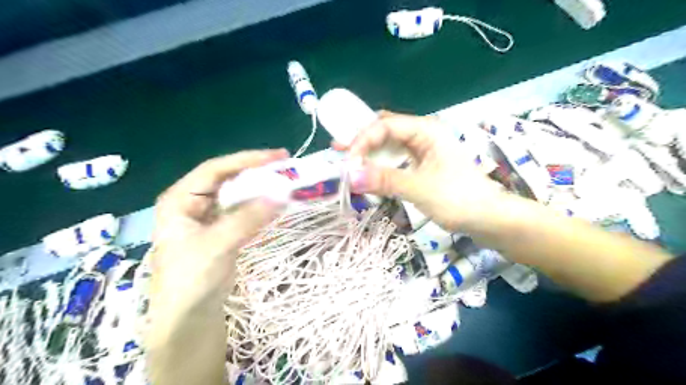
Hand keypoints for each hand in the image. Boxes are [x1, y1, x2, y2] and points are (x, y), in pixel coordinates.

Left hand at [151, 150, 288, 308]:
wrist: (188, 320)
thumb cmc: (190, 281)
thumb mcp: (217, 245)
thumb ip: (247, 218)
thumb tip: (281, 194)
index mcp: (180, 199)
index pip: (216, 169)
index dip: (247, 160)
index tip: (277, 156)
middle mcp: (193, 203)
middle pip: (228, 179)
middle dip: (257, 173)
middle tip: (286, 168)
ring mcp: (209, 218)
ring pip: (238, 195)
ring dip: (261, 189)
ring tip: (285, 183)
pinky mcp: (223, 232)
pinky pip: (243, 212)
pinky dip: (260, 207)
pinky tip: (275, 204)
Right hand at [336, 110, 501, 231]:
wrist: (489, 219)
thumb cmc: (460, 199)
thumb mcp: (420, 188)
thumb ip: (385, 180)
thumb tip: (350, 176)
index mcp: (426, 131)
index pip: (385, 126)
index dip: (362, 140)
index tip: (347, 162)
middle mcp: (422, 136)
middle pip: (385, 130)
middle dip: (361, 140)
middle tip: (338, 150)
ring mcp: (422, 152)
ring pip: (389, 146)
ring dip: (368, 153)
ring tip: (346, 159)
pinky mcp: (422, 167)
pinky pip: (395, 161)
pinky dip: (379, 166)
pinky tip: (367, 171)